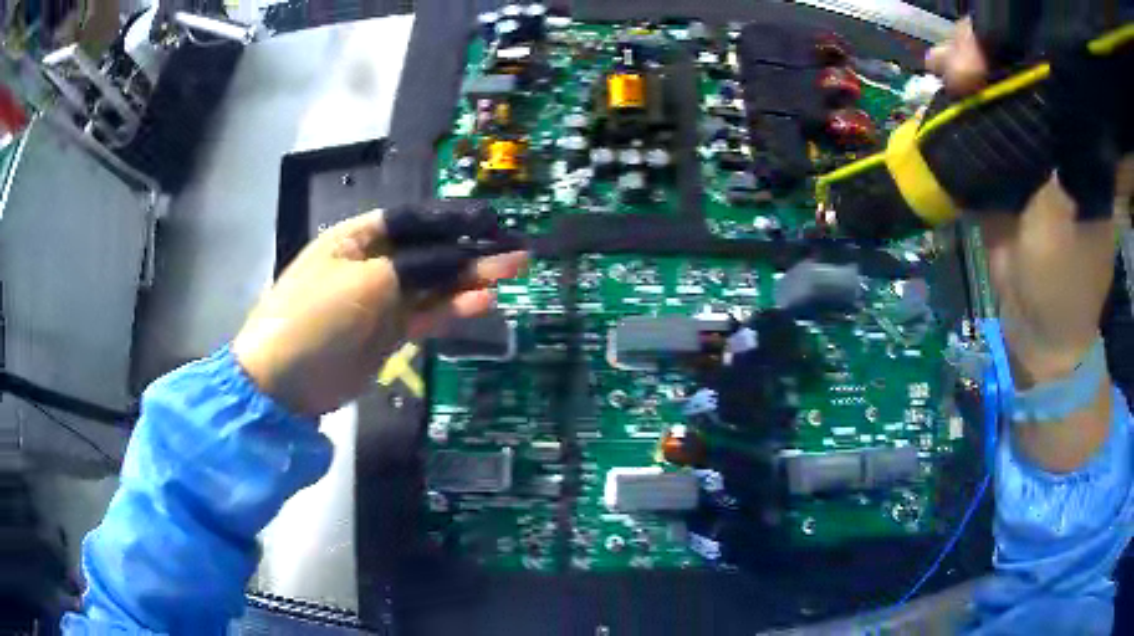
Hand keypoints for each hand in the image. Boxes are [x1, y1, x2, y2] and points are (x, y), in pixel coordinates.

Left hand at [232, 209, 526, 416]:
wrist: (284, 383)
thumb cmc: (316, 316)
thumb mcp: (366, 282)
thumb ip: (417, 268)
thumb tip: (461, 260)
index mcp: (357, 238)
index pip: (412, 221)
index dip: (452, 220)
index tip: (491, 223)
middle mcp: (371, 264)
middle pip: (429, 252)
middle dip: (470, 250)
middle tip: (515, 250)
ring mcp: (381, 300)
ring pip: (433, 284)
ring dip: (470, 279)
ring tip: (512, 271)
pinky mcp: (388, 333)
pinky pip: (427, 314)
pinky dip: (453, 309)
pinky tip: (482, 302)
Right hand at [928, 17, 1131, 470]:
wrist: (1035, 326)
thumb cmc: (1063, 281)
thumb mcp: (1067, 219)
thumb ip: (1056, 159)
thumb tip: (1034, 93)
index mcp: (1075, 140)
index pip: (1043, 71)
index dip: (1011, 51)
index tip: (983, 56)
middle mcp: (1049, 131)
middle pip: (1012, 69)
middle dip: (980, 55)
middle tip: (954, 66)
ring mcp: (1022, 145)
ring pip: (989, 88)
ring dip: (962, 73)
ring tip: (940, 70)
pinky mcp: (997, 161)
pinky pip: (972, 118)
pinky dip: (952, 101)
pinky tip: (936, 87)